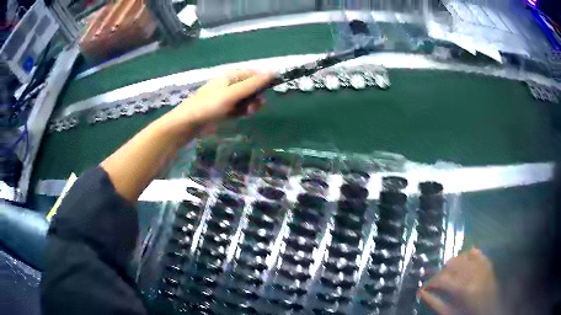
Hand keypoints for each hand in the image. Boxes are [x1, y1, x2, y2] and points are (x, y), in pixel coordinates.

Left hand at [165, 69, 274, 133]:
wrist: (189, 123)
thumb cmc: (210, 104)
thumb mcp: (233, 93)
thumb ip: (253, 84)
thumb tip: (273, 72)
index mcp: (232, 76)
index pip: (254, 74)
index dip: (264, 81)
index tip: (269, 92)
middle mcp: (231, 85)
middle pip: (253, 88)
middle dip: (256, 96)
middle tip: (254, 106)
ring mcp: (229, 98)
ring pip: (248, 100)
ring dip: (251, 106)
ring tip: (247, 113)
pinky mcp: (226, 110)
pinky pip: (241, 108)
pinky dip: (243, 112)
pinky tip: (242, 116)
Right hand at [418, 248, 501, 314]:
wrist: (489, 311)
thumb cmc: (467, 314)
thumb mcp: (449, 312)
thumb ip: (434, 302)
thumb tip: (420, 291)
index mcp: (463, 289)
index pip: (442, 278)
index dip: (431, 281)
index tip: (425, 286)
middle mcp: (473, 273)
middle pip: (452, 264)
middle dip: (441, 272)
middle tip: (437, 282)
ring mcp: (482, 266)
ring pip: (463, 256)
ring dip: (453, 263)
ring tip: (449, 273)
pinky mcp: (488, 263)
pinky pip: (476, 253)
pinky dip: (468, 255)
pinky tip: (464, 262)